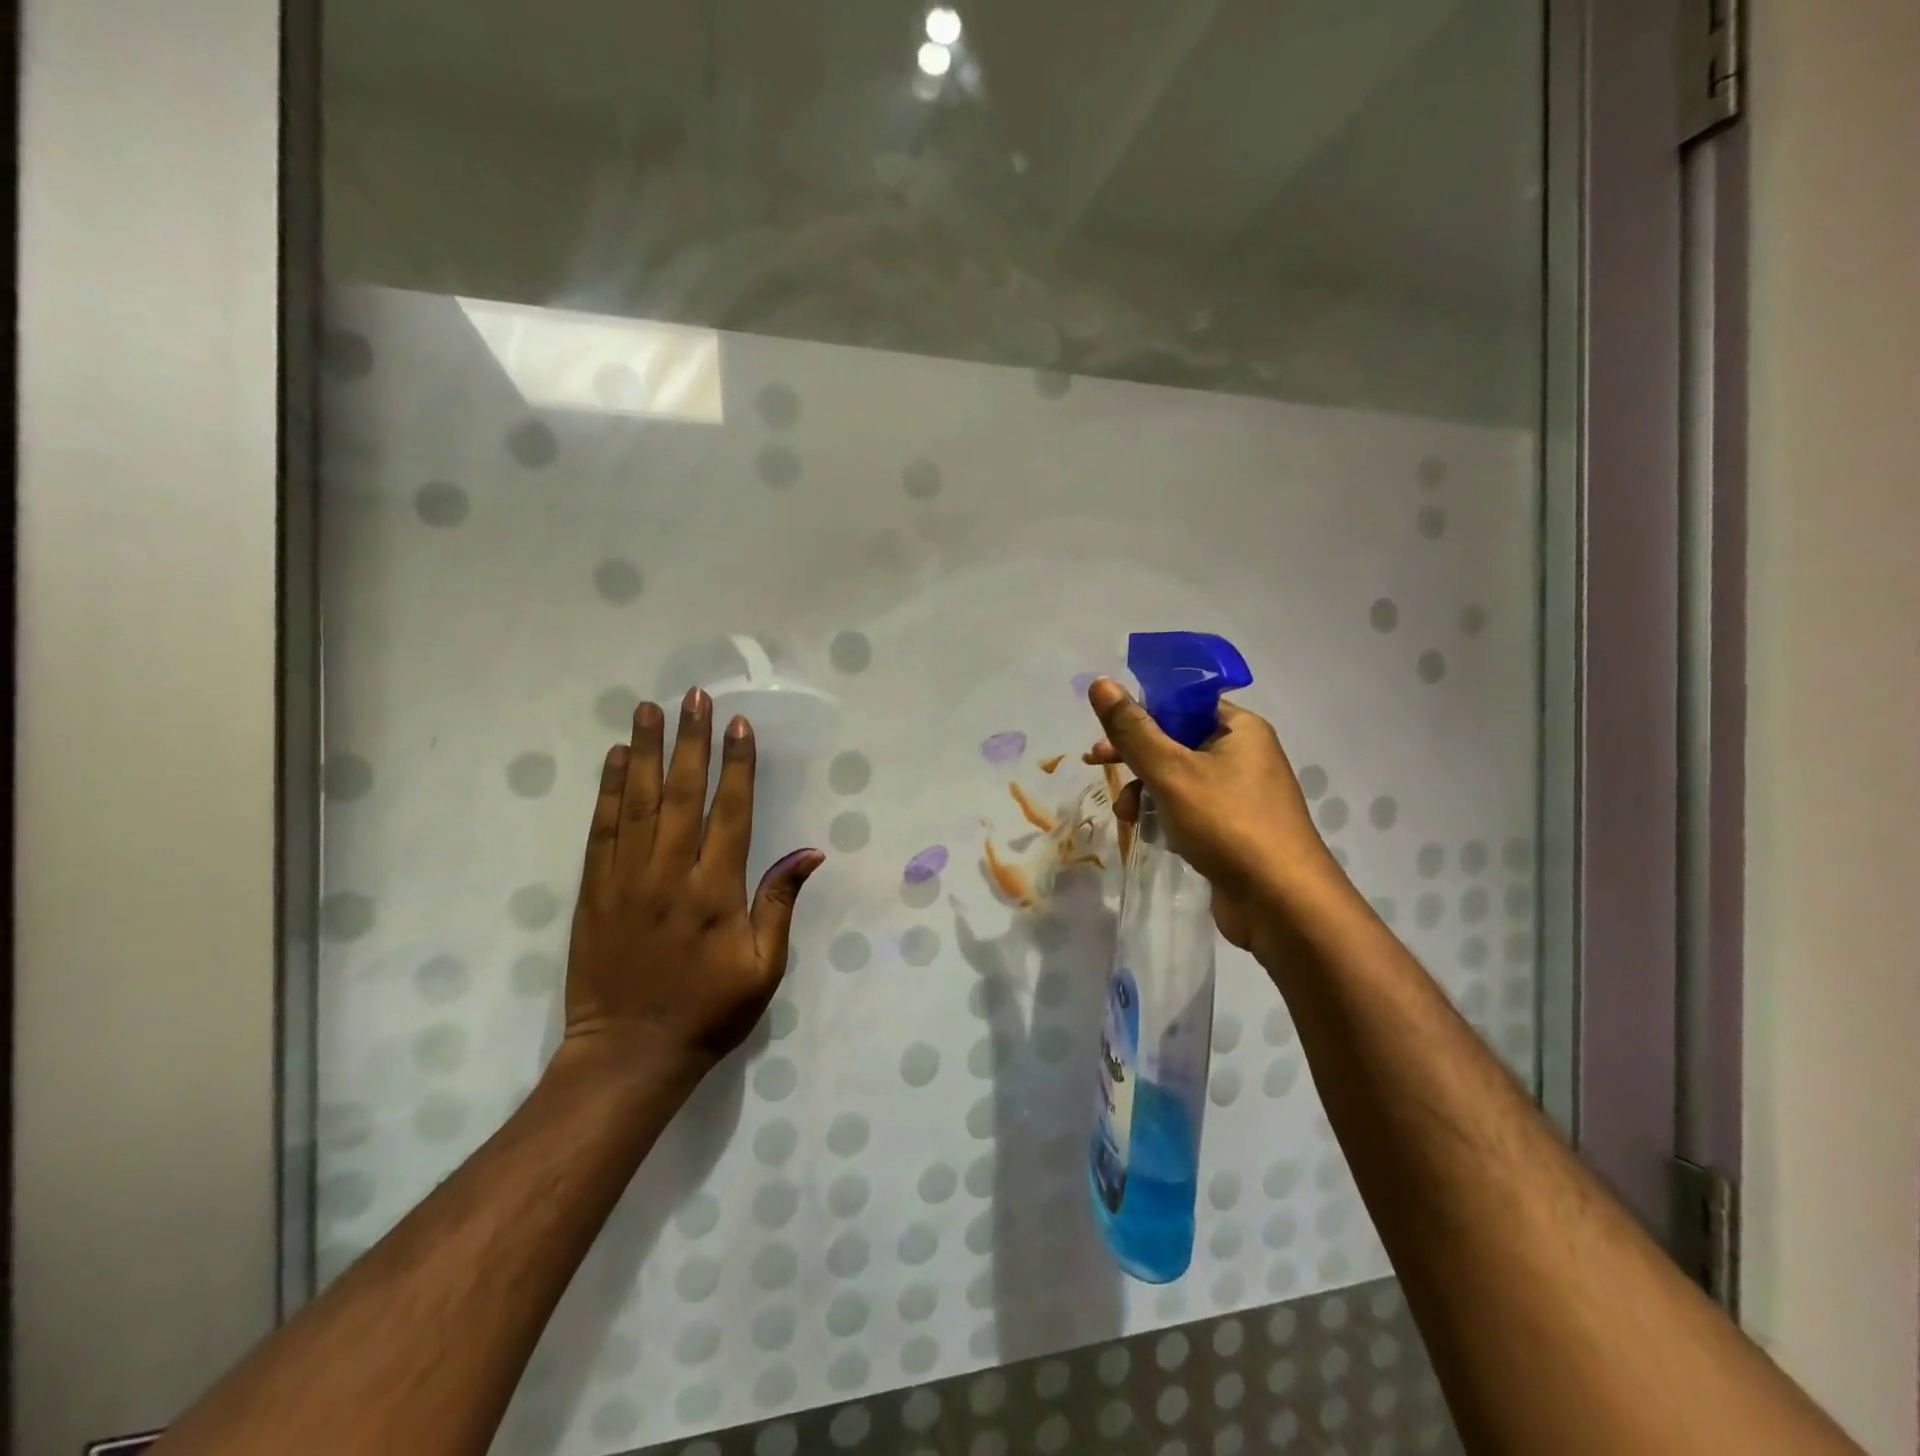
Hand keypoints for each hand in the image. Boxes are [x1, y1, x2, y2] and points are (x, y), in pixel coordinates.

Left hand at [559, 688, 824, 1076]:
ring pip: (639, 802)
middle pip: (683, 794)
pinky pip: (601, 830)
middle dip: (692, 740)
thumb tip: (810, 853)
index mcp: (715, 891)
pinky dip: (609, 791)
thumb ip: (781, 904)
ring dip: (648, 751)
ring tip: (650, 709)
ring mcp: (626, 879)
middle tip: (695, 696)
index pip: (730, 812)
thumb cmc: (707, 1012)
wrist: (628, 1054)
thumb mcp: (764, 967)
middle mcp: (670, 874)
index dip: (737, 765)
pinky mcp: (593, 890)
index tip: (740, 725)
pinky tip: (617, 759)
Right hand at [1084, 677, 1336, 950]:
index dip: (1142, 711)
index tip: (1107, 731)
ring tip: (1126, 816)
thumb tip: (1101, 682)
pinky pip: (1190, 809)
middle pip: (1177, 740)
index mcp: (1240, 729)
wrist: (1282, 904)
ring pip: (1179, 778)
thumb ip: (1133, 730)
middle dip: (1135, 756)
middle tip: (1097, 764)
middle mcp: (1245, 756)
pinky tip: (1150, 834)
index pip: (1184, 702)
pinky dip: (1165, 815)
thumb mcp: (1171, 771)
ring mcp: (1242, 796)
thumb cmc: (1227, 824)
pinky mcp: (1235, 830)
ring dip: (1145, 790)